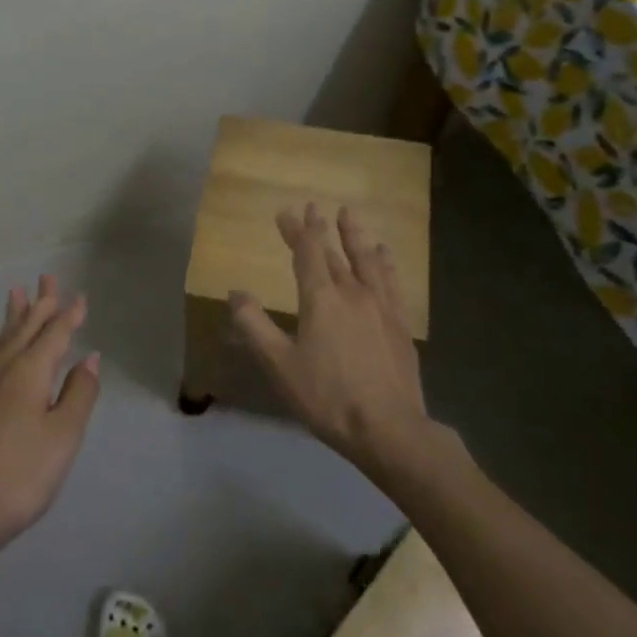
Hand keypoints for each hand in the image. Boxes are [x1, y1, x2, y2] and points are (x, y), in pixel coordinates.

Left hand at [0, 276, 99, 567]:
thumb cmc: (21, 473)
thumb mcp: (63, 435)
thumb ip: (79, 394)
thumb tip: (89, 358)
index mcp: (30, 373)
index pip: (55, 335)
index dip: (69, 316)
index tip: (80, 297)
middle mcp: (5, 371)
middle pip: (26, 329)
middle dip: (40, 304)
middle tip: (47, 277)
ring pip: (5, 340)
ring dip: (15, 317)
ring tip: (16, 294)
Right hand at [231, 204, 426, 469]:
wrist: (389, 428)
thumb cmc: (327, 397)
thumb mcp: (279, 365)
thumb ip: (254, 326)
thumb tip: (236, 293)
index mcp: (321, 299)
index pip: (307, 253)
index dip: (296, 230)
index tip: (287, 212)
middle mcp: (353, 293)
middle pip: (335, 252)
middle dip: (321, 228)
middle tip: (314, 207)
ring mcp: (382, 307)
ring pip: (367, 260)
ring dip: (356, 236)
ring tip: (351, 216)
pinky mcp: (400, 324)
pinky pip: (391, 281)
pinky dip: (384, 262)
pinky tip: (385, 257)